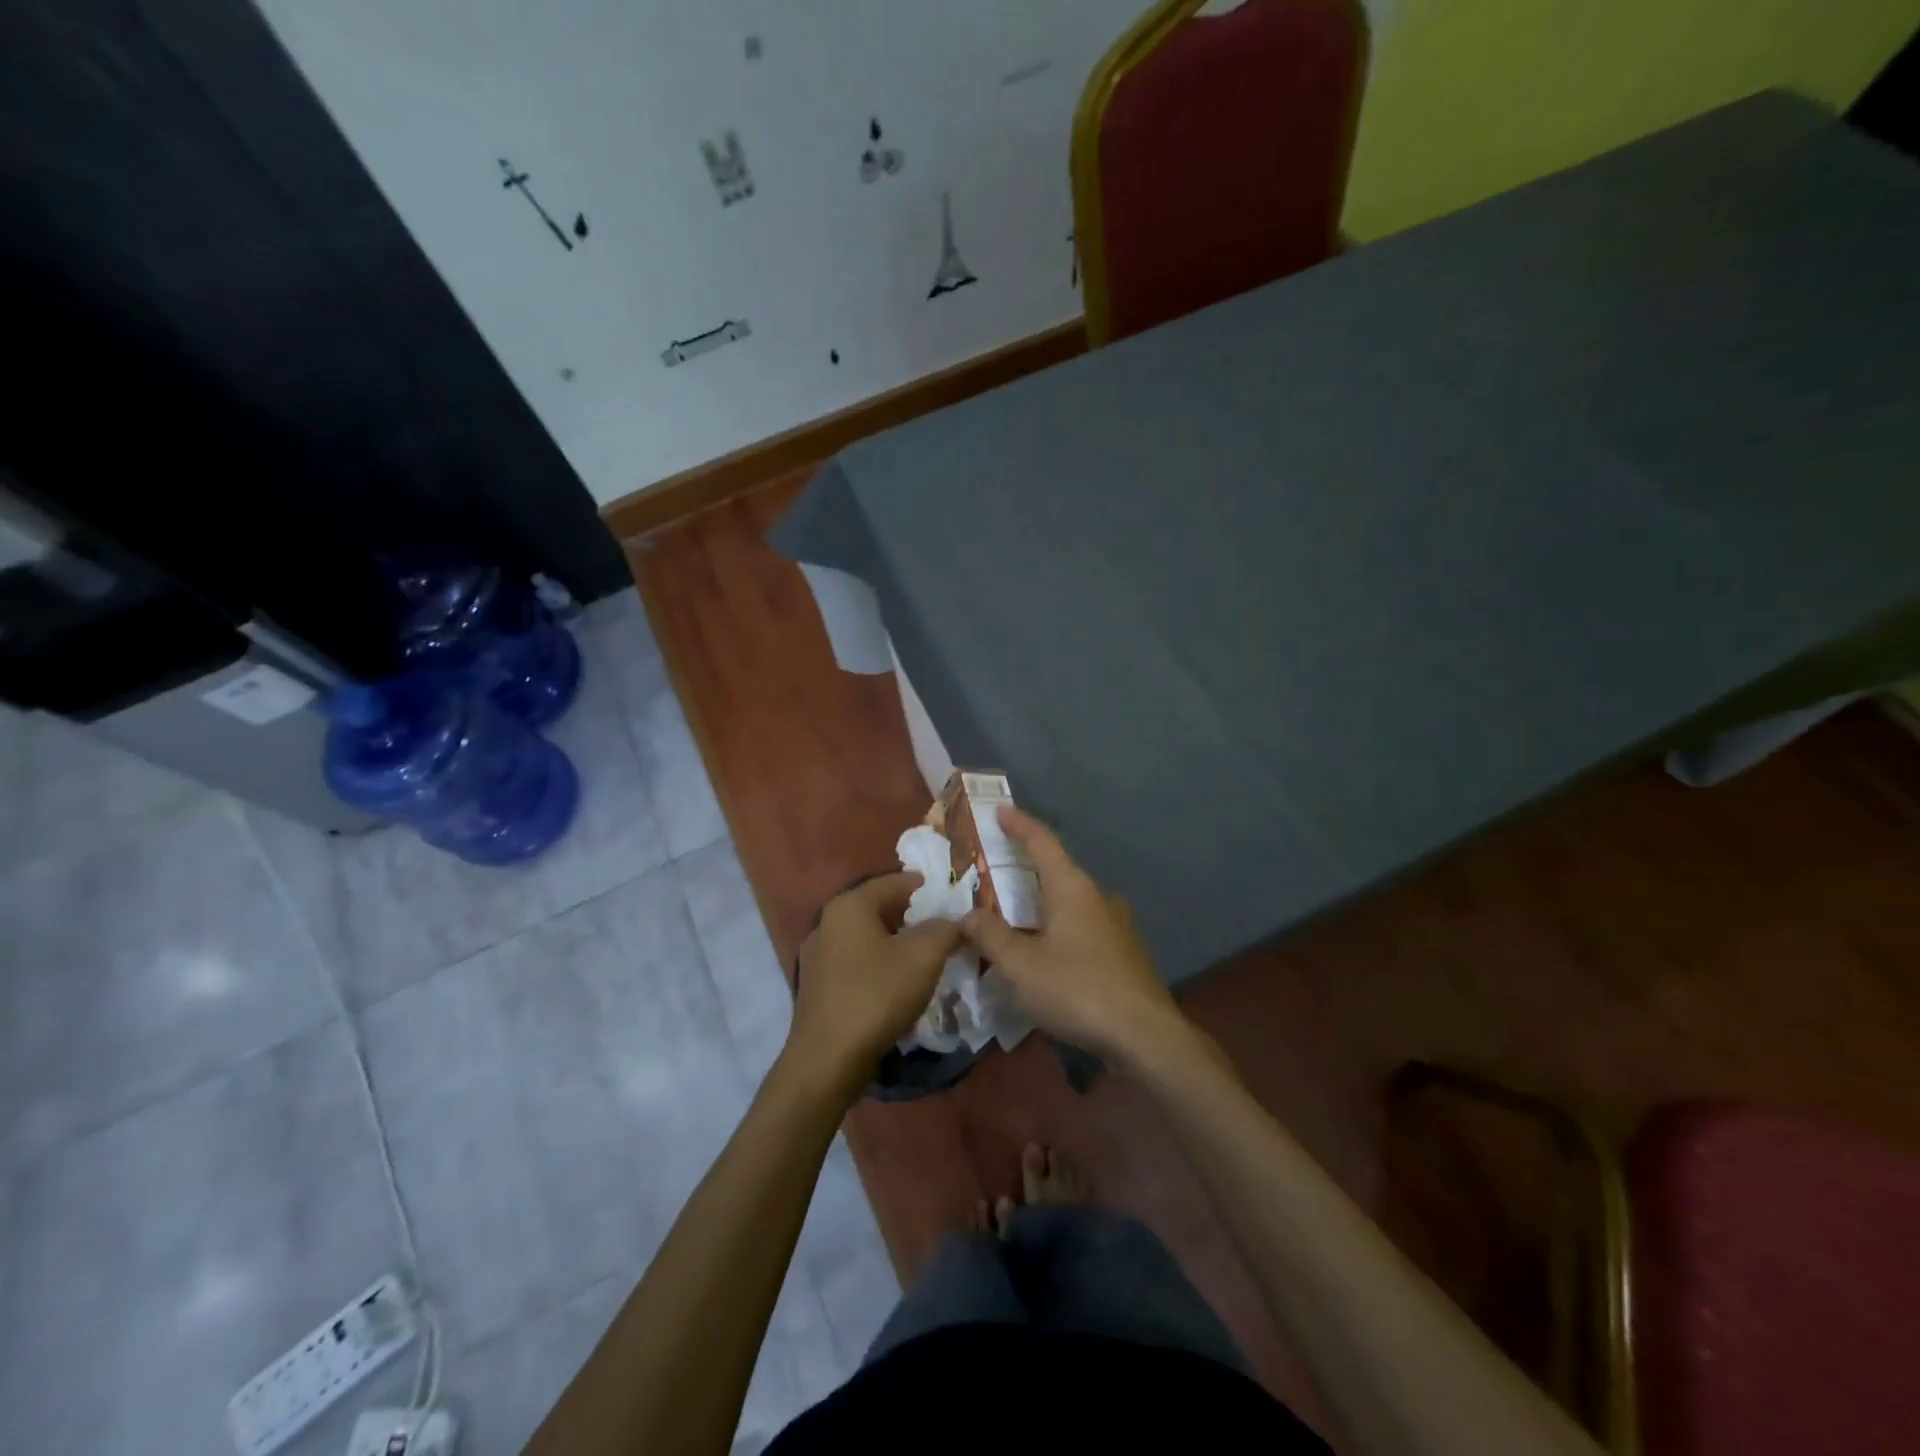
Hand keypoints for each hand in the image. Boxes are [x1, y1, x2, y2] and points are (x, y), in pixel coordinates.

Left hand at [791, 872, 961, 1090]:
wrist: (828, 1058)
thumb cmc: (877, 995)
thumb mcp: (924, 956)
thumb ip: (945, 929)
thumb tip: (956, 920)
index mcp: (849, 906)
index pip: (891, 882)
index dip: (922, 885)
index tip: (947, 892)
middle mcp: (827, 922)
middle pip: (876, 908)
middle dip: (910, 914)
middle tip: (941, 924)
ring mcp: (817, 955)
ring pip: (865, 936)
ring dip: (894, 940)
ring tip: (924, 953)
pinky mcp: (817, 986)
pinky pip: (855, 961)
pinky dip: (878, 962)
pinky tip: (897, 981)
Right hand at [962, 807, 1185, 1066]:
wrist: (1145, 1034)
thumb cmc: (1078, 989)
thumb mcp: (1021, 965)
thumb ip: (991, 936)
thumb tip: (968, 914)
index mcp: (1072, 888)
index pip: (1043, 842)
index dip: (1020, 824)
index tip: (1002, 810)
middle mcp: (1097, 896)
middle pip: (1057, 870)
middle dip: (1028, 867)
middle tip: (998, 870)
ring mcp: (1116, 924)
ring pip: (1072, 901)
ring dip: (1044, 901)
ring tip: (1017, 915)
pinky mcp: (1125, 951)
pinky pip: (1084, 926)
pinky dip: (1060, 926)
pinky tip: (1048, 951)